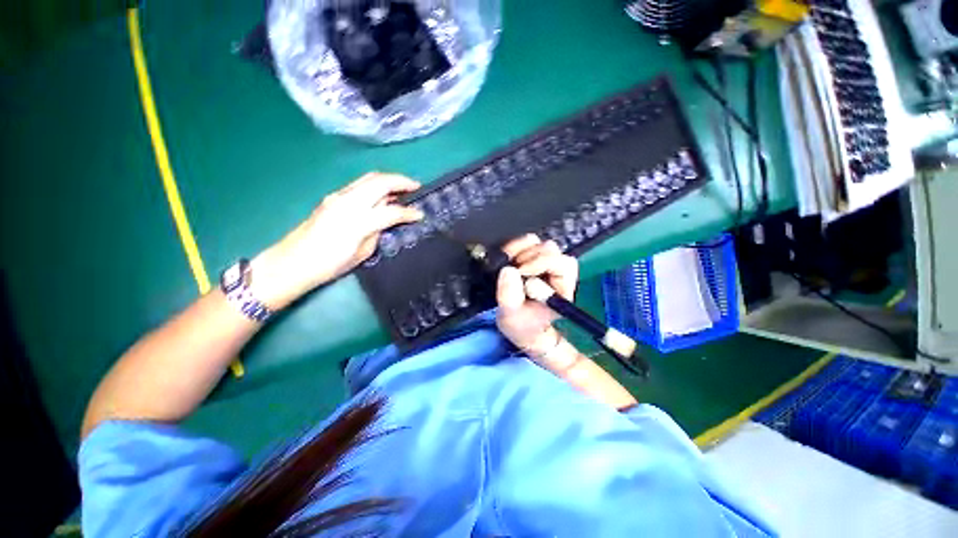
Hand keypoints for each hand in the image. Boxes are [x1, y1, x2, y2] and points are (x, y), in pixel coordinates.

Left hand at [250, 172, 422, 309]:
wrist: (293, 262)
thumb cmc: (331, 264)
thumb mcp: (363, 252)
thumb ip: (378, 231)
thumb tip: (388, 220)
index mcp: (358, 221)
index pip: (391, 211)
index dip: (409, 212)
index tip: (420, 215)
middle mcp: (348, 202)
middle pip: (379, 182)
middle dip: (401, 181)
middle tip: (416, 186)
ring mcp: (338, 196)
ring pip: (368, 178)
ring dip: (388, 180)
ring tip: (403, 187)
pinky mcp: (332, 197)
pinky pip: (359, 185)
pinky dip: (376, 185)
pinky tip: (382, 194)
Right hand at [496, 234, 578, 356]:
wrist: (524, 329)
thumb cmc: (525, 327)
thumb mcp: (512, 317)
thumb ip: (510, 296)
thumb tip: (508, 270)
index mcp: (562, 288)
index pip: (560, 263)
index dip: (539, 262)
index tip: (521, 271)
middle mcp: (558, 274)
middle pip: (550, 250)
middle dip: (529, 257)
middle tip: (514, 269)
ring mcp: (547, 266)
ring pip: (540, 245)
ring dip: (522, 251)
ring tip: (510, 264)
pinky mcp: (535, 261)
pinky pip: (529, 245)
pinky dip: (517, 248)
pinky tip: (508, 258)